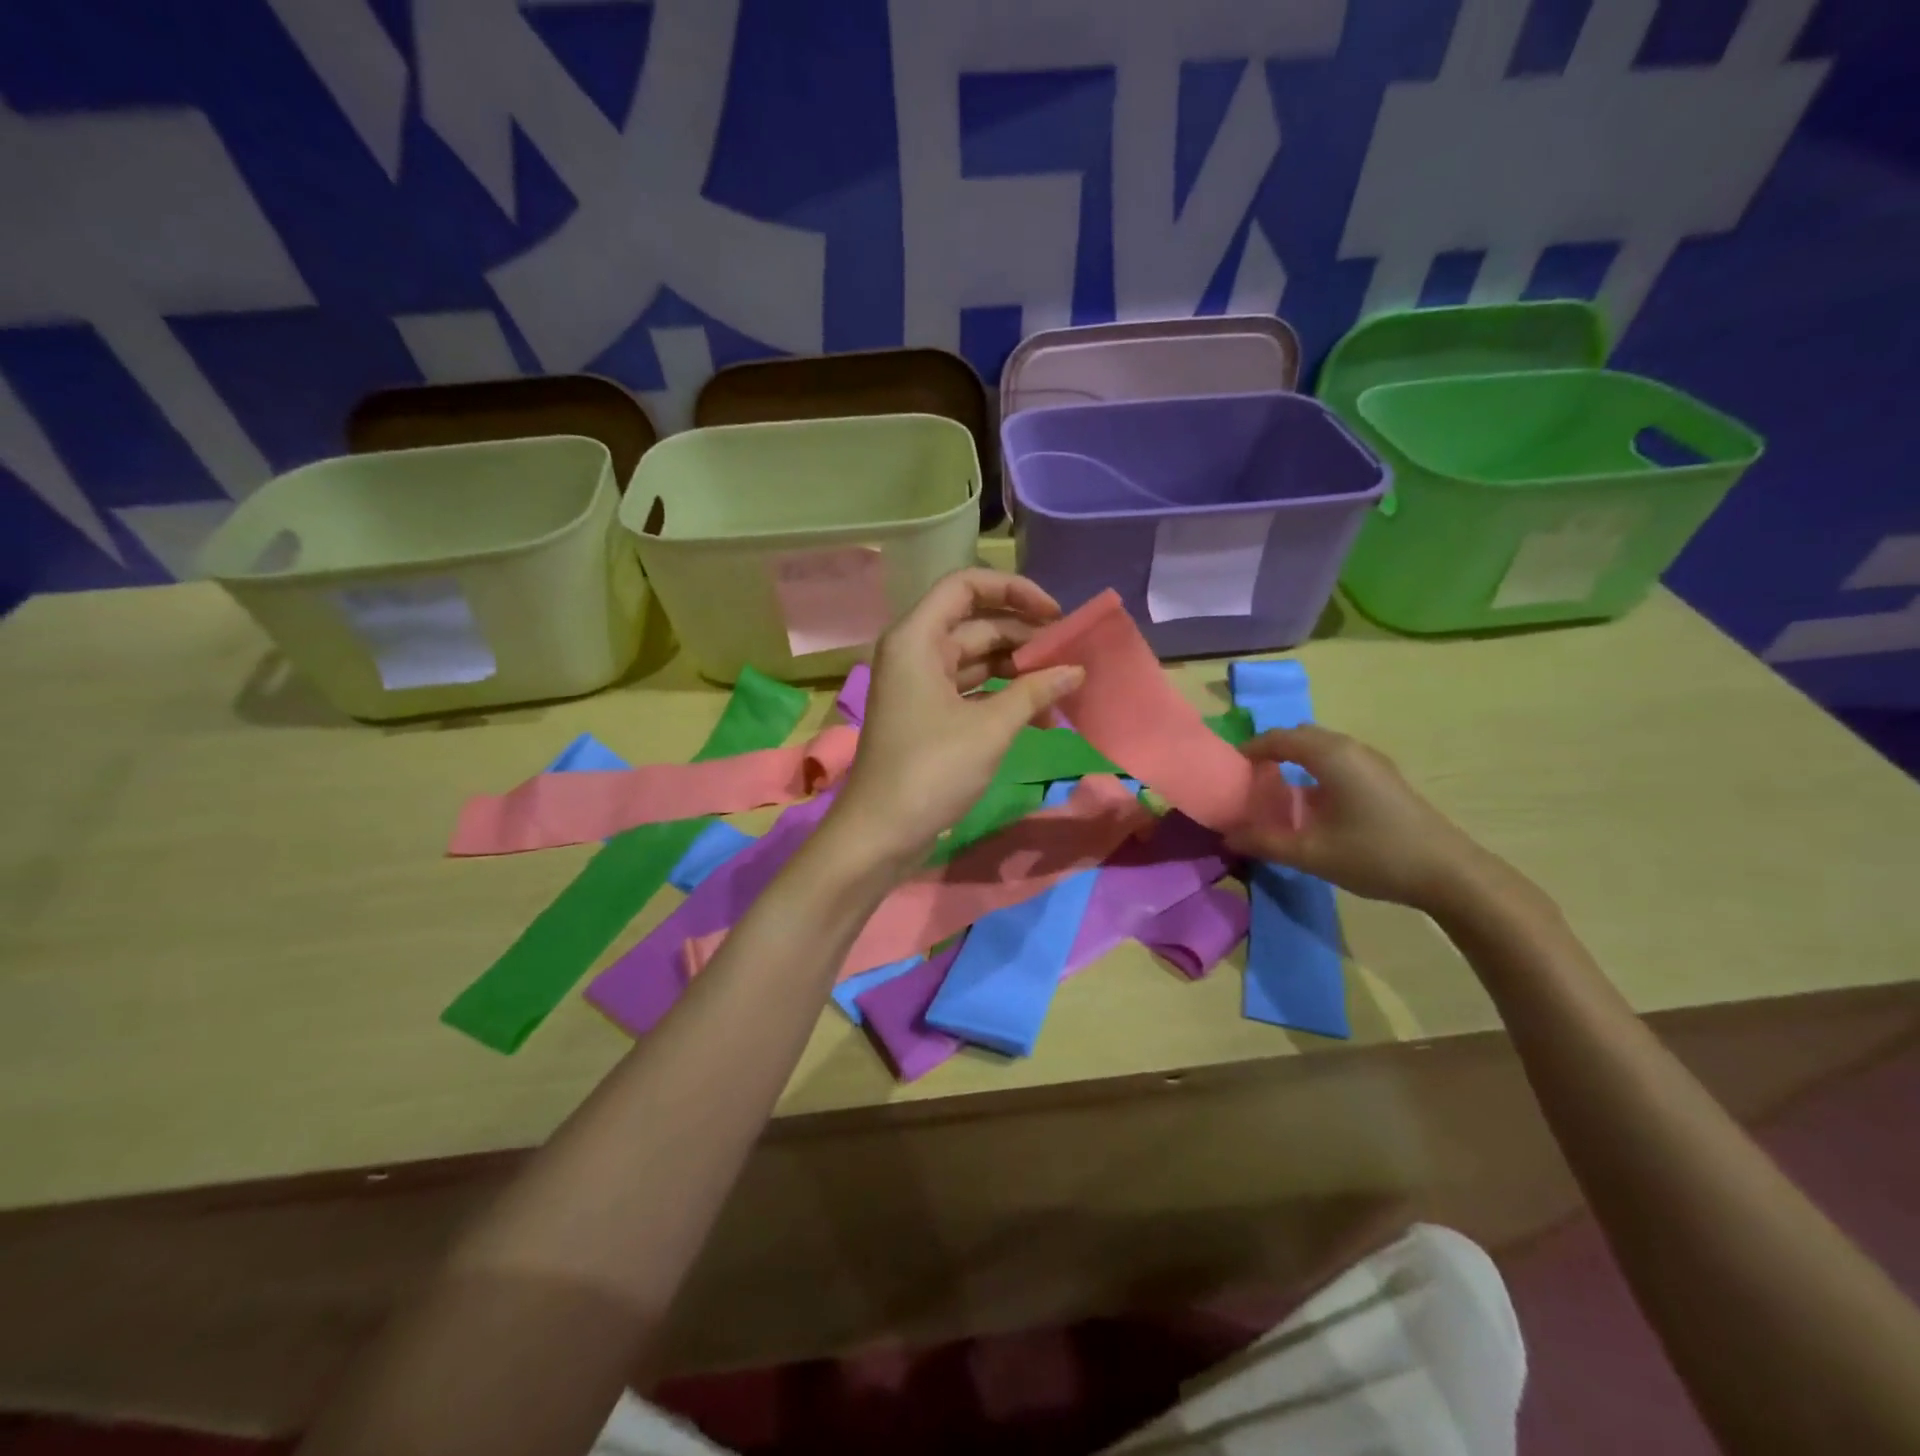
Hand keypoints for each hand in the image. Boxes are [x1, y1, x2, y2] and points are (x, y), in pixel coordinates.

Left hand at [826, 569, 1084, 868]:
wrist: (881, 832)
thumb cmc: (932, 770)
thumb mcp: (990, 728)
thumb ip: (1035, 692)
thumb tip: (1077, 670)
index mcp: (917, 638)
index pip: (966, 586)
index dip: (1014, 591)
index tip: (1055, 614)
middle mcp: (915, 651)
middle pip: (975, 623)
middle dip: (1024, 636)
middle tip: (1072, 653)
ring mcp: (920, 684)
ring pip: (977, 659)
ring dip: (1019, 670)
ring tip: (1065, 685)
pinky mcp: (927, 714)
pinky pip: (970, 689)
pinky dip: (1003, 697)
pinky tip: (1041, 715)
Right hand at [1226, 725, 1507, 914]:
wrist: (1448, 873)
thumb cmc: (1375, 855)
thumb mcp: (1311, 853)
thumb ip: (1265, 842)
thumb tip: (1228, 836)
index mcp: (1330, 756)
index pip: (1277, 738)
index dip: (1249, 750)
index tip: (1228, 771)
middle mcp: (1350, 748)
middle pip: (1300, 736)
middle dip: (1271, 750)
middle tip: (1249, 779)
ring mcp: (1372, 761)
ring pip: (1321, 746)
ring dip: (1294, 758)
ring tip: (1275, 789)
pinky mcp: (1384, 777)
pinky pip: (1338, 759)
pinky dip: (1315, 768)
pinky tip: (1312, 802)